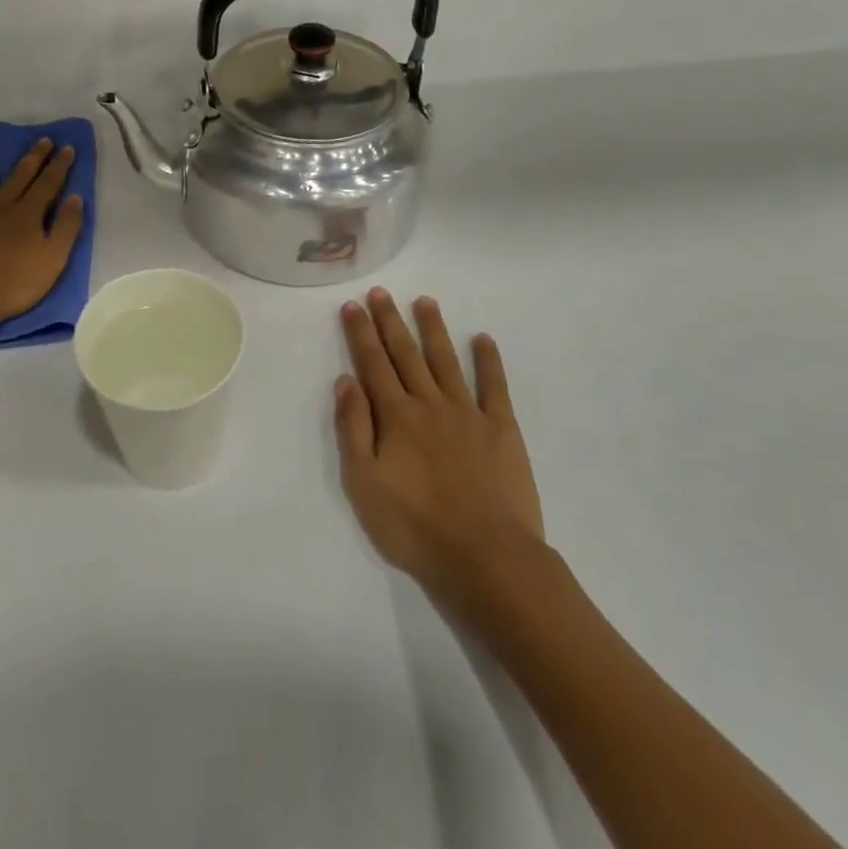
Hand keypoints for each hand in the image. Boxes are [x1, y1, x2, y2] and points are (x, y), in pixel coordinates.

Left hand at [0, 138, 83, 335]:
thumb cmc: (11, 284)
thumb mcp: (52, 260)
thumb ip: (66, 228)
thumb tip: (75, 197)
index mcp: (28, 214)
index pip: (48, 183)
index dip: (59, 165)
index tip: (67, 147)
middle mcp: (0, 207)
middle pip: (19, 176)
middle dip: (34, 157)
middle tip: (43, 140)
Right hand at [334, 289, 544, 601]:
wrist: (485, 556)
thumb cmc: (415, 526)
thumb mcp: (364, 484)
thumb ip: (354, 429)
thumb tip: (346, 381)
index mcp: (396, 417)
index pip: (373, 364)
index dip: (361, 334)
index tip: (352, 305)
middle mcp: (430, 404)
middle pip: (406, 354)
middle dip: (390, 322)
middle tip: (380, 292)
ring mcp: (469, 413)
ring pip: (446, 361)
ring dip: (433, 329)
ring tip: (425, 301)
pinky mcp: (501, 429)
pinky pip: (494, 386)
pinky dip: (488, 361)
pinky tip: (483, 339)